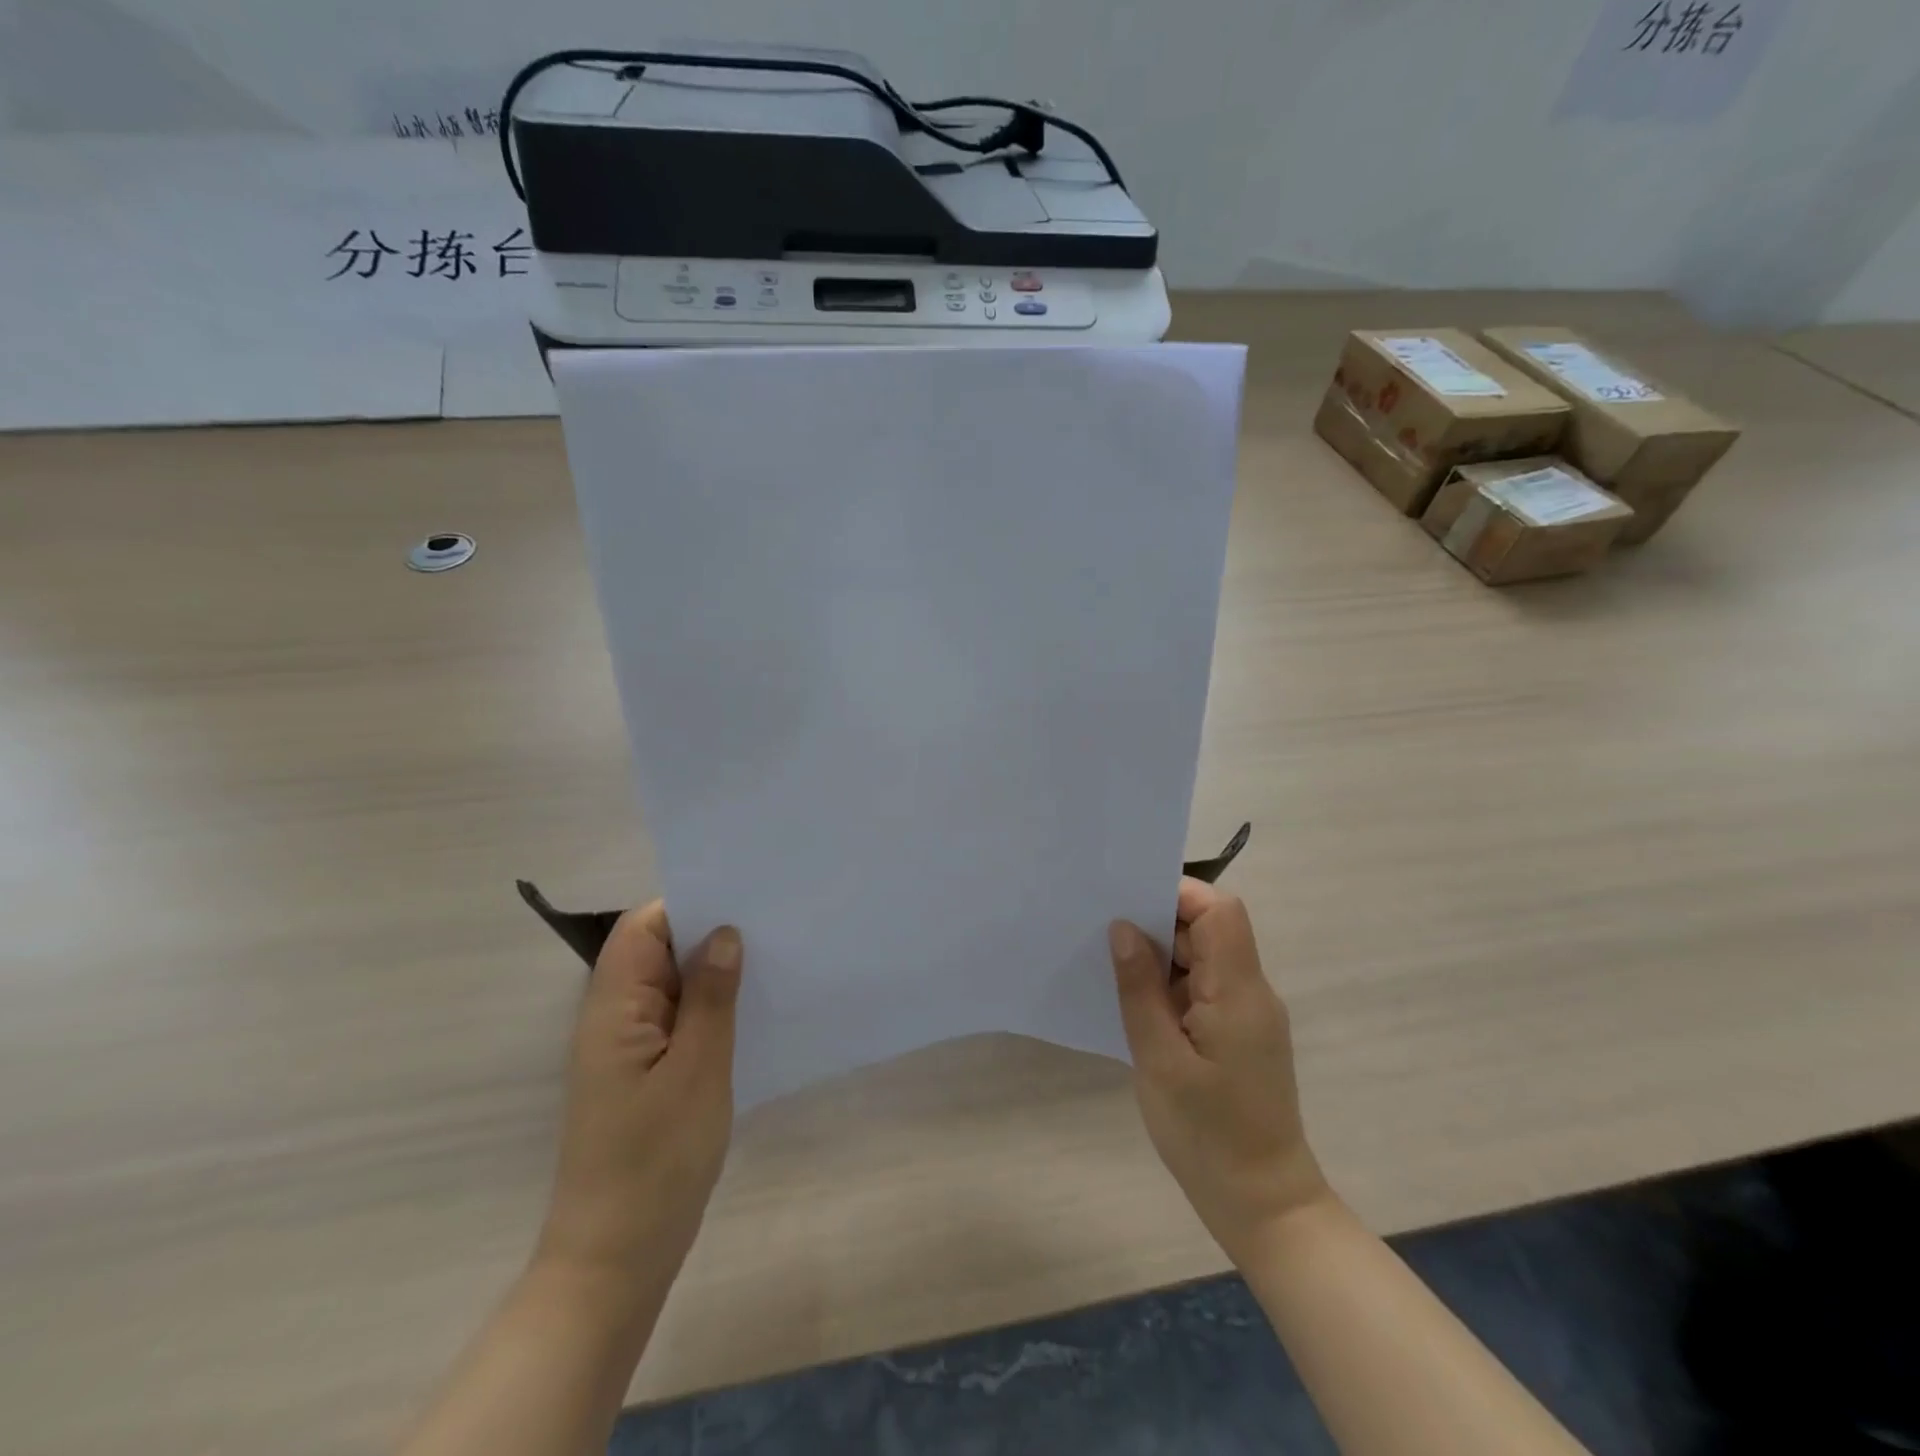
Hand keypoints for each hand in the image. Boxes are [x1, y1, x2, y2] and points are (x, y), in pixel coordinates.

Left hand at [534, 903, 742, 1301]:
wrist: (617, 1261)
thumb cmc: (656, 1161)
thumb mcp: (697, 1070)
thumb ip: (710, 996)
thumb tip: (724, 933)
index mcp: (613, 1008)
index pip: (642, 929)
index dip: (687, 904)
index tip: (743, 897)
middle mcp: (614, 1019)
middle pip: (657, 952)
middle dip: (709, 933)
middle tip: (772, 924)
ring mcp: (629, 1050)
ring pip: (672, 987)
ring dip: (714, 973)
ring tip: (773, 958)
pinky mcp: (646, 1076)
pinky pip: (679, 1021)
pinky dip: (712, 1008)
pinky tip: (753, 1011)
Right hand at [1109, 880, 1331, 1264]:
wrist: (1262, 1204)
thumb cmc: (1207, 1135)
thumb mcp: (1159, 1060)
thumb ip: (1140, 989)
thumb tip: (1122, 928)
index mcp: (1238, 991)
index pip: (1220, 911)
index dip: (1177, 895)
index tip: (1128, 902)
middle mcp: (1251, 992)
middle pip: (1211, 929)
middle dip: (1159, 923)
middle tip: (1104, 932)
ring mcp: (1247, 1013)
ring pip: (1204, 957)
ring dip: (1162, 956)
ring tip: (1111, 965)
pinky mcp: (1239, 1033)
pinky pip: (1203, 987)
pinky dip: (1170, 984)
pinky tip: (1135, 1002)